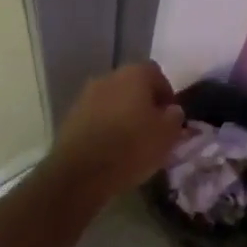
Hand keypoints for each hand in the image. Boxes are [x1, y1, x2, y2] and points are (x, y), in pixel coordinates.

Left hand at [50, 61, 185, 197]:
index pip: (156, 73)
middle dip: (143, 104)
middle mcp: (108, 77)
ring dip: (123, 116)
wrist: (81, 172)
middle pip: (132, 86)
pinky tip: (111, 150)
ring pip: (113, 102)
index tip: (170, 118)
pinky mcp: (71, 117)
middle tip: (152, 130)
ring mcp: (86, 96)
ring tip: (131, 143)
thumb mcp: (167, 135)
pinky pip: (96, 117)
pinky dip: (106, 128)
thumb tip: (171, 110)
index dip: (166, 94)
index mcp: (134, 74)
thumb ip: (175, 117)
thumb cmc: (131, 147)